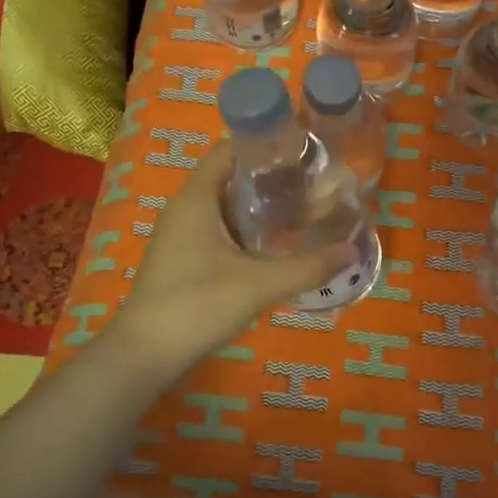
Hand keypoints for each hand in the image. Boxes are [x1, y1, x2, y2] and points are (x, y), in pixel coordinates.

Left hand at [110, 144, 354, 371]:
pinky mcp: (184, 259)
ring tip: (302, 209)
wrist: (145, 354)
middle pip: (230, 176)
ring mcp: (182, 235)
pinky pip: (219, 230)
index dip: (263, 143)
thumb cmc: (197, 305)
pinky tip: (275, 245)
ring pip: (226, 206)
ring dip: (260, 206)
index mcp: (196, 199)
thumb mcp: (258, 284)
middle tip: (312, 182)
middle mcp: (186, 209)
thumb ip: (307, 267)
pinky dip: (247, 230)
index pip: (229, 150)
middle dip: (270, 177)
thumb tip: (353, 251)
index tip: (302, 149)